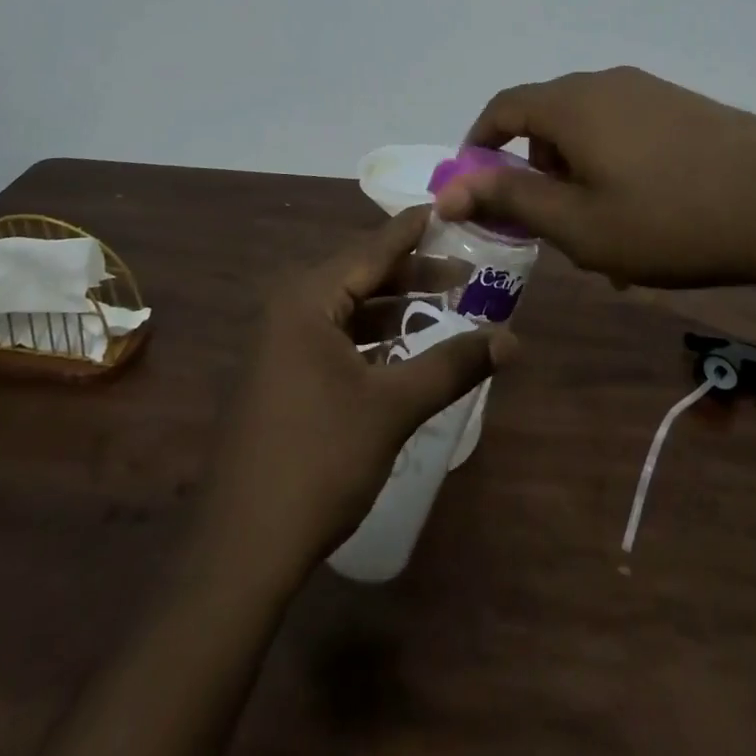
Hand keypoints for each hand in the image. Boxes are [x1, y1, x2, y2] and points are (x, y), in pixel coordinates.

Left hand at [196, 208, 511, 585]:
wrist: (243, 548)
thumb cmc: (320, 459)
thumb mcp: (393, 407)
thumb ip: (453, 365)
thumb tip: (513, 339)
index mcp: (307, 299)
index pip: (372, 248)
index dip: (413, 229)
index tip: (447, 207)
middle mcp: (289, 309)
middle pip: (361, 276)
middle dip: (412, 274)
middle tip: (464, 271)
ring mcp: (280, 344)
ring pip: (349, 309)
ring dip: (393, 307)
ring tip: (443, 304)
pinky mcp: (281, 376)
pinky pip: (334, 337)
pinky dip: (371, 337)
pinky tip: (402, 349)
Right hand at [434, 66, 755, 316]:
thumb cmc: (668, 219)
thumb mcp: (578, 224)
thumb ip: (510, 200)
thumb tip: (448, 189)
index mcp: (571, 104)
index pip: (503, 108)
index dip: (481, 144)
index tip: (478, 186)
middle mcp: (605, 84)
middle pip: (547, 118)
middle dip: (535, 168)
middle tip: (548, 222)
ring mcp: (650, 91)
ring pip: (589, 128)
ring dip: (577, 172)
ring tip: (602, 229)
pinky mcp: (685, 106)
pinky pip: (627, 130)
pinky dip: (614, 165)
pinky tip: (645, 214)